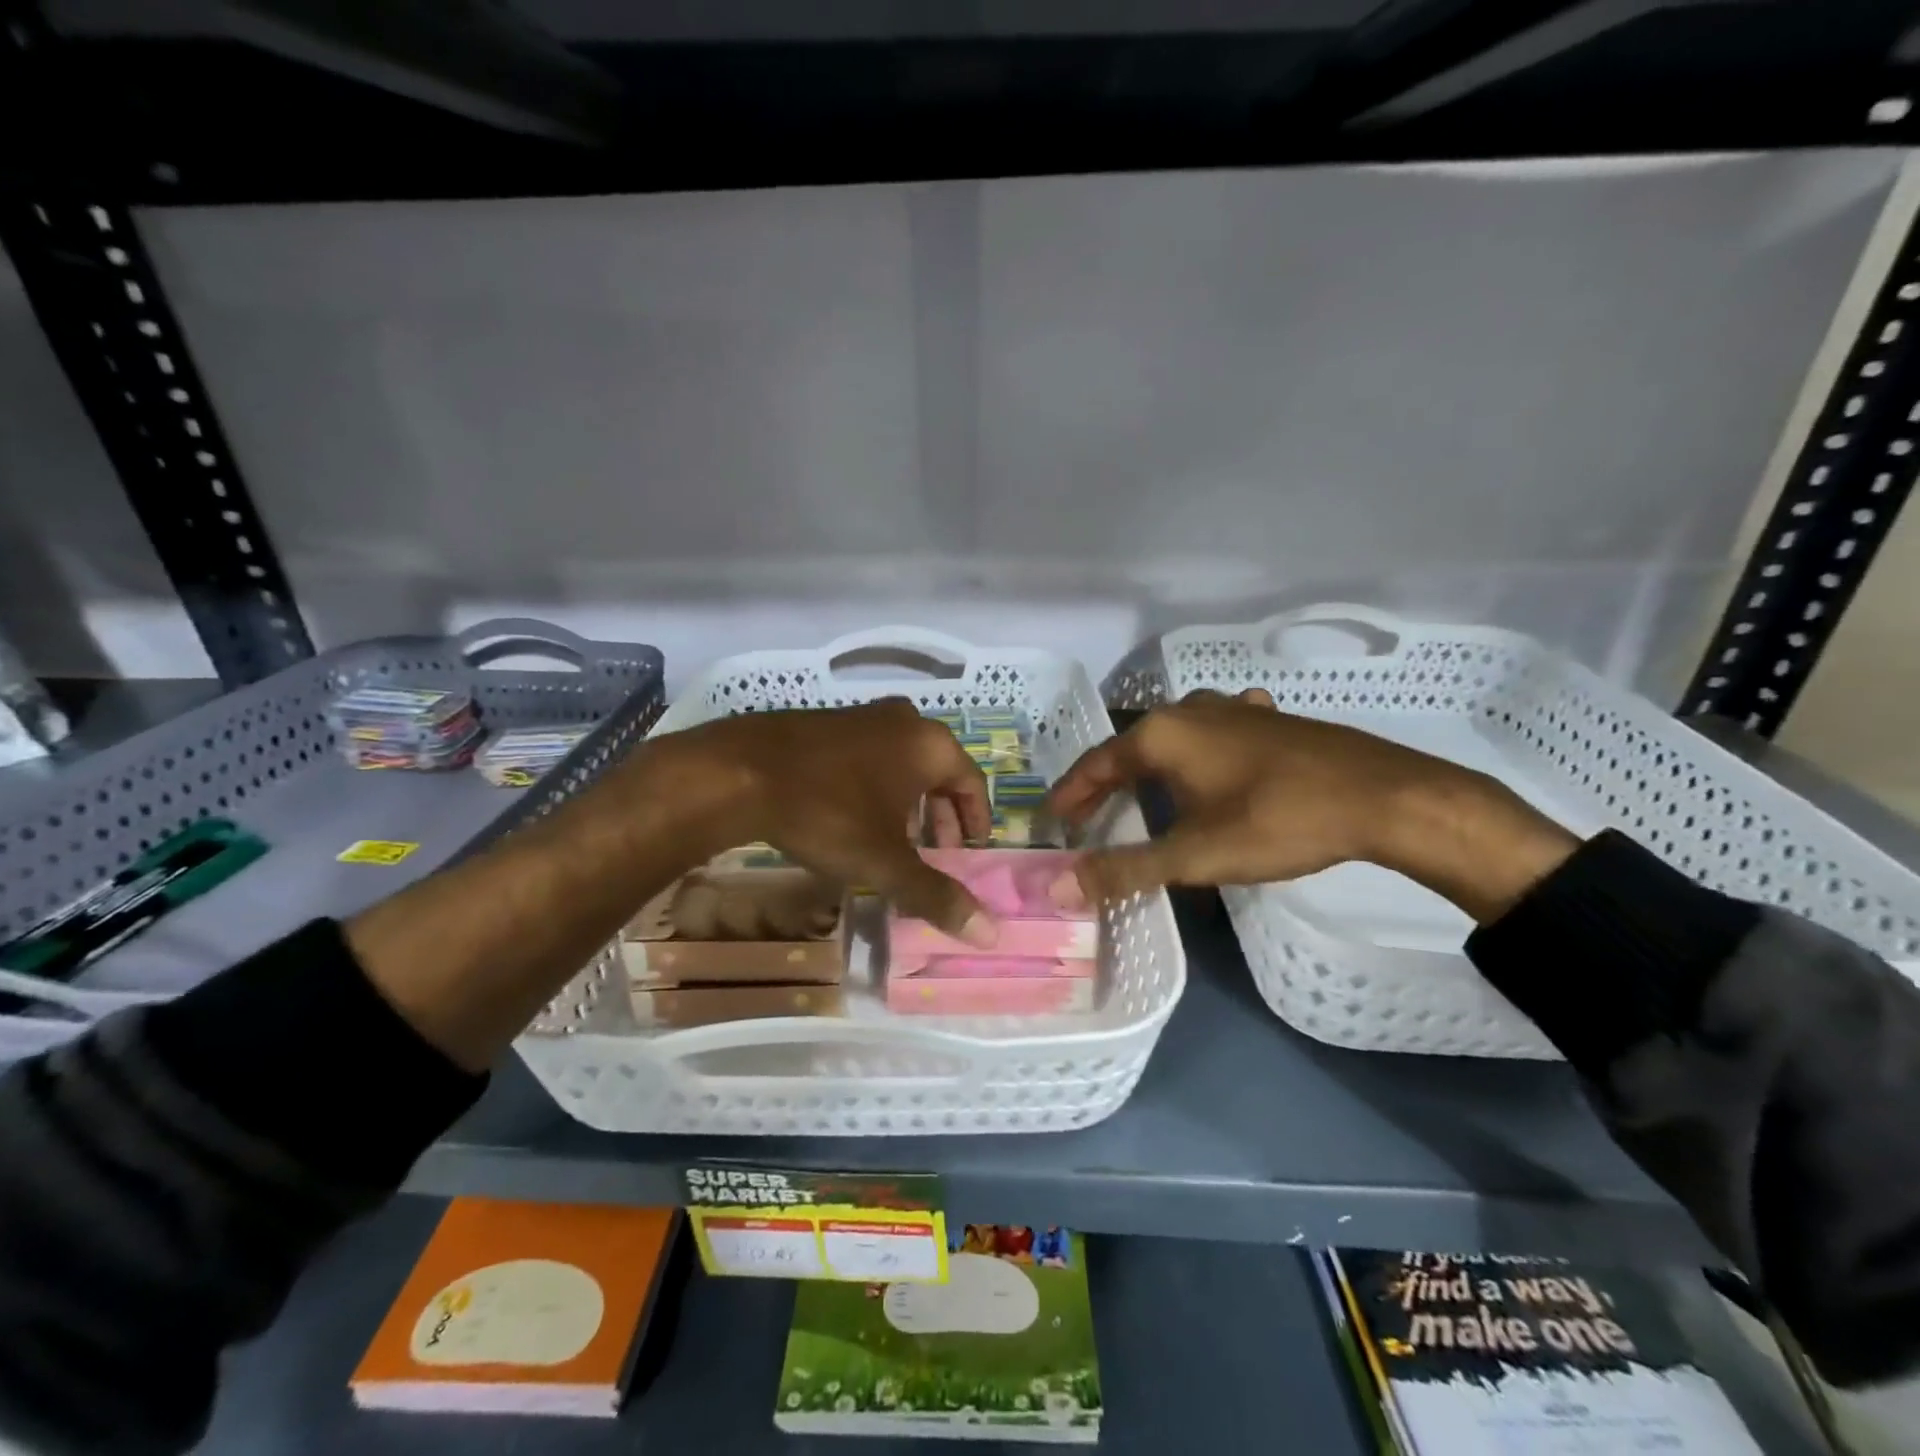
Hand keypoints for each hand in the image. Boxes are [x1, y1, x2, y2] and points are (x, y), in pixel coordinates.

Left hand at [650, 700, 998, 944]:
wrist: (739, 772)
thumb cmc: (827, 812)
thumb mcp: (885, 860)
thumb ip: (936, 895)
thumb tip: (989, 933)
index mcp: (930, 744)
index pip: (973, 782)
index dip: (976, 821)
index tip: (971, 853)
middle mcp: (904, 721)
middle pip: (939, 772)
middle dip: (940, 816)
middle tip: (936, 853)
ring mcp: (863, 716)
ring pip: (903, 764)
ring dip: (908, 803)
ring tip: (897, 842)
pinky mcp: (828, 722)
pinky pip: (871, 757)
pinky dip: (877, 787)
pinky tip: (855, 818)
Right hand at [1048, 689, 1578, 922]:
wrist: (1384, 796)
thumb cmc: (1278, 821)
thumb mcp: (1195, 854)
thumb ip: (1125, 869)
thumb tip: (1061, 886)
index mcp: (1162, 735)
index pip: (1096, 764)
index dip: (1071, 794)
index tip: (1053, 821)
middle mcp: (1189, 711)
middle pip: (1131, 748)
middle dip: (1107, 783)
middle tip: (1090, 816)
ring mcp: (1233, 710)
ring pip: (1174, 738)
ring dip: (1151, 766)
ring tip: (1141, 792)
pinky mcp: (1268, 719)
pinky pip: (1214, 734)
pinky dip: (1198, 754)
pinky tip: (1214, 764)